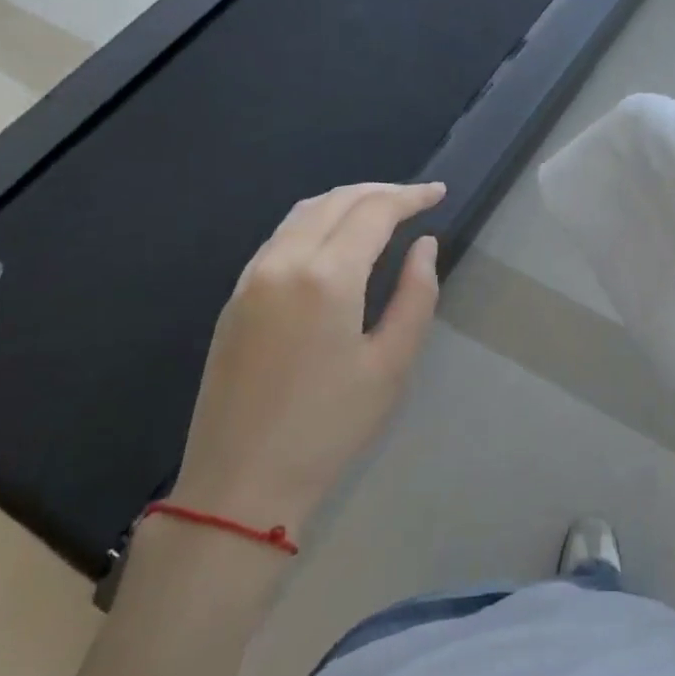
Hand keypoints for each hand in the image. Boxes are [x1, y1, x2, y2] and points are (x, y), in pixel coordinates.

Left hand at [170, 182, 445, 530]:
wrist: (240, 484)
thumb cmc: (329, 428)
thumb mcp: (392, 364)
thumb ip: (415, 295)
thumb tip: (424, 245)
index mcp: (326, 277)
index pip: (373, 212)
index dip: (410, 196)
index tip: (439, 193)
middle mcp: (283, 262)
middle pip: (335, 201)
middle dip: (379, 191)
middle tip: (416, 199)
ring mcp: (251, 278)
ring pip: (303, 213)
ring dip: (345, 201)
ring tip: (381, 211)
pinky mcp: (235, 297)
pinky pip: (281, 237)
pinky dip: (316, 221)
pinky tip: (335, 240)